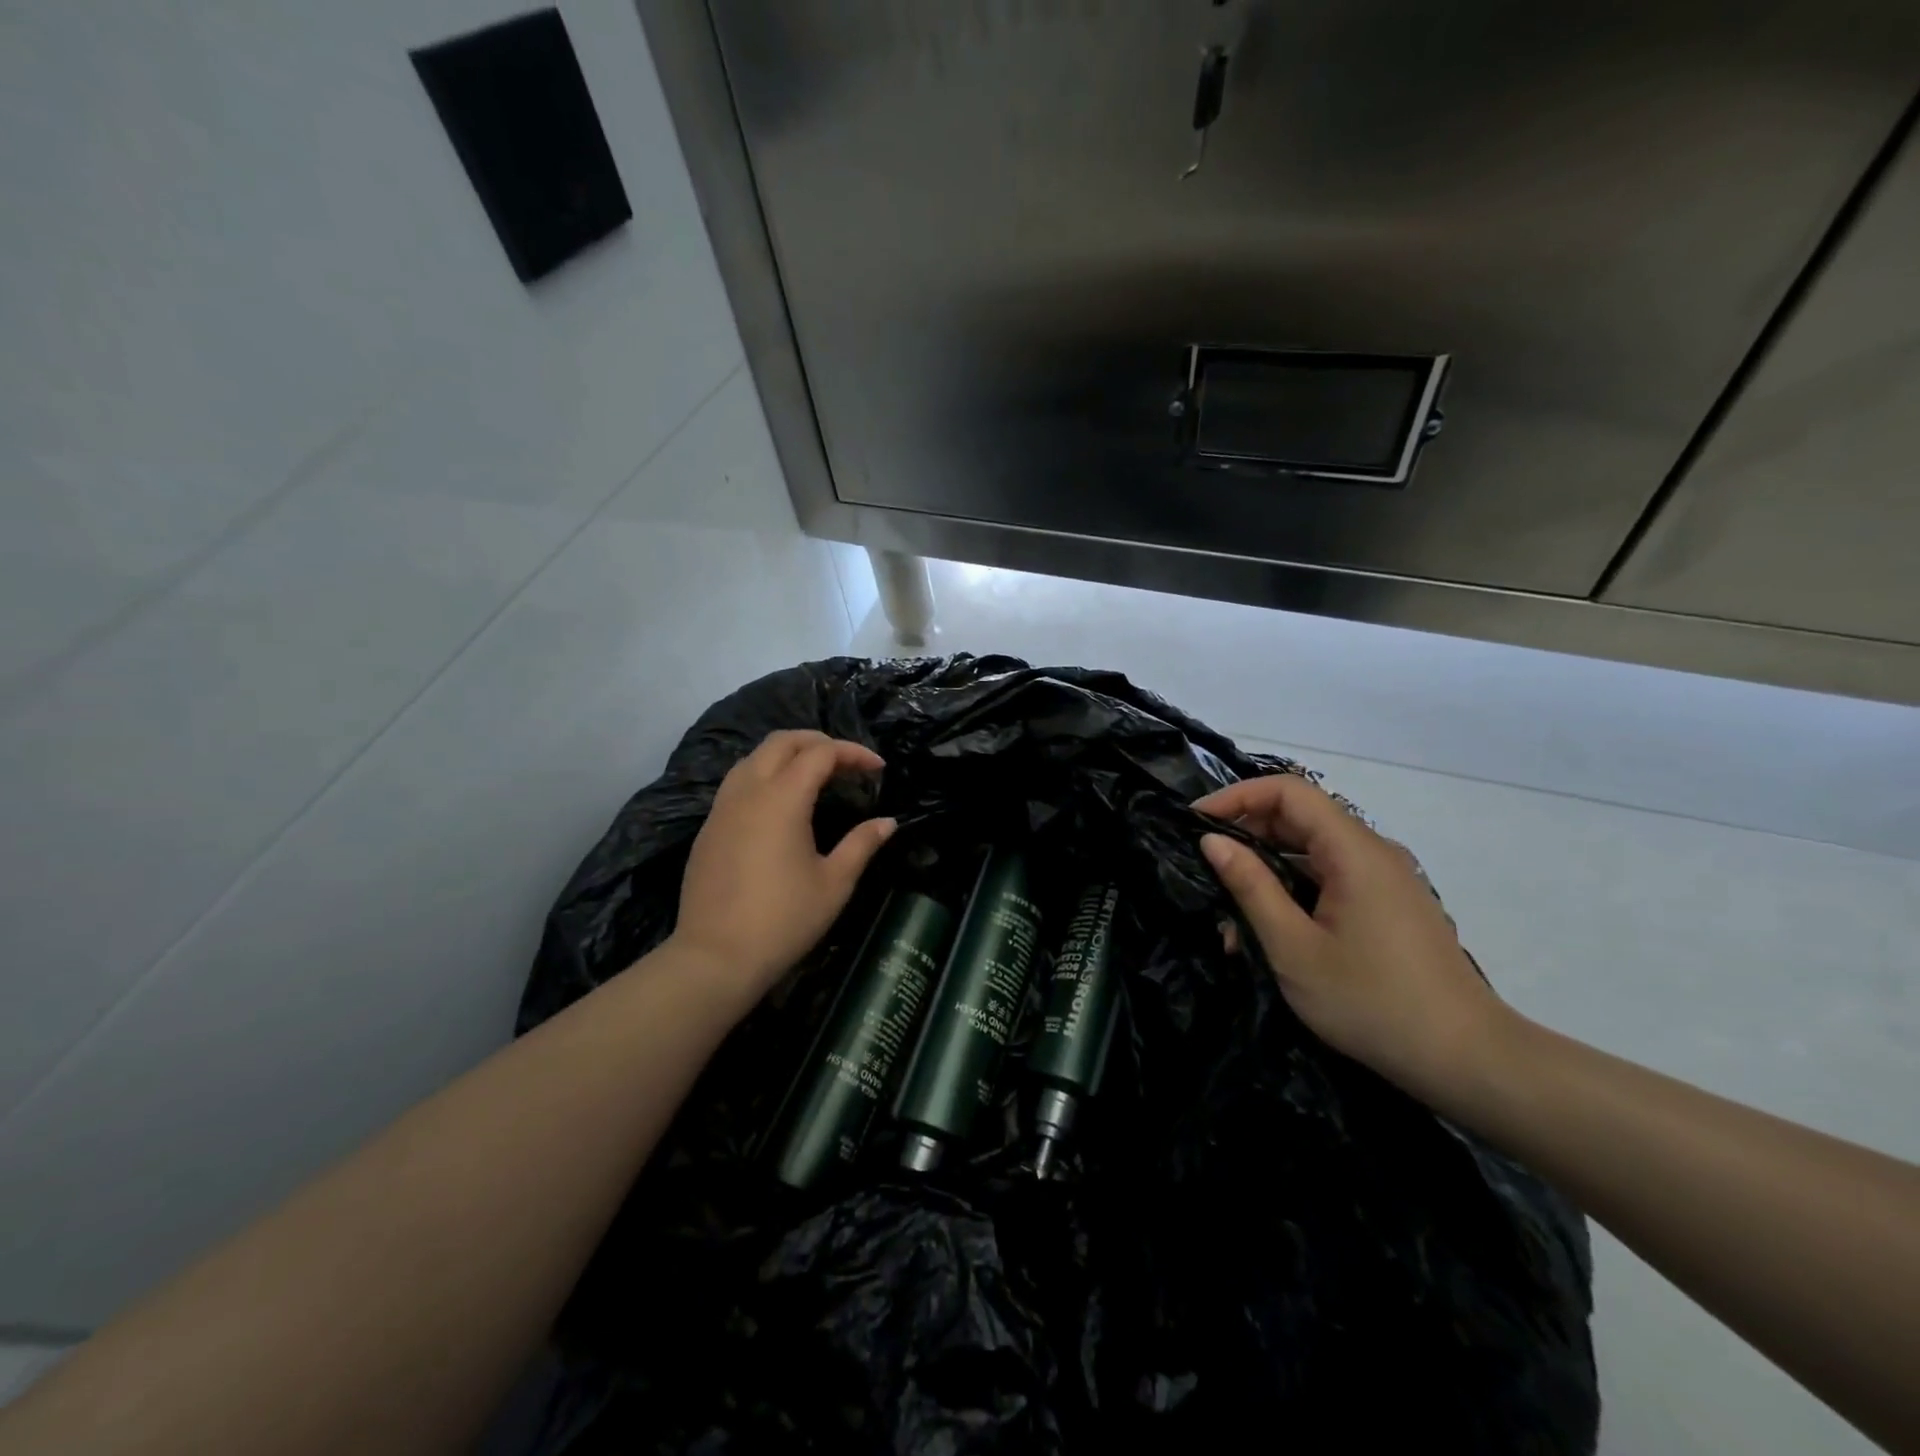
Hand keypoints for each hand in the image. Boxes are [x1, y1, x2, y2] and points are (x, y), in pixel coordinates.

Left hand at [668, 730, 895, 1012]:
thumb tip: (887, 822)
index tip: (878, 768)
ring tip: (815, 775)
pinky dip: (764, 775)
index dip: (853, 753)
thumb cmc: (783, 920)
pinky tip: (780, 803)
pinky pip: (737, 782)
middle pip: (782, 741)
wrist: (716, 957)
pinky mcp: (708, 828)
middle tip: (847, 762)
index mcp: (782, 798)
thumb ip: (862, 844)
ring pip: (754, 757)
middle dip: (818, 742)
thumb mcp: (834, 883)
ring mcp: (722, 808)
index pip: (821, 753)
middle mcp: (748, 791)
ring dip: (787, 754)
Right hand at [1194, 773, 1520, 1103]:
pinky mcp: (1389, 905)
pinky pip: (1331, 878)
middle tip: (1206, 871)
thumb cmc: (1371, 1002)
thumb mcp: (1293, 947)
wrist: (1465, 1060)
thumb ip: (1250, 886)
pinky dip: (1294, 891)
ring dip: (1267, 871)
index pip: (1288, 791)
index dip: (1237, 797)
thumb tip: (1212, 841)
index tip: (1196, 823)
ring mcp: (1385, 879)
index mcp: (1354, 852)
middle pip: (1300, 817)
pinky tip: (1270, 931)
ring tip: (1231, 917)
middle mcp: (1374, 852)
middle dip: (1246, 836)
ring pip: (1312, 851)